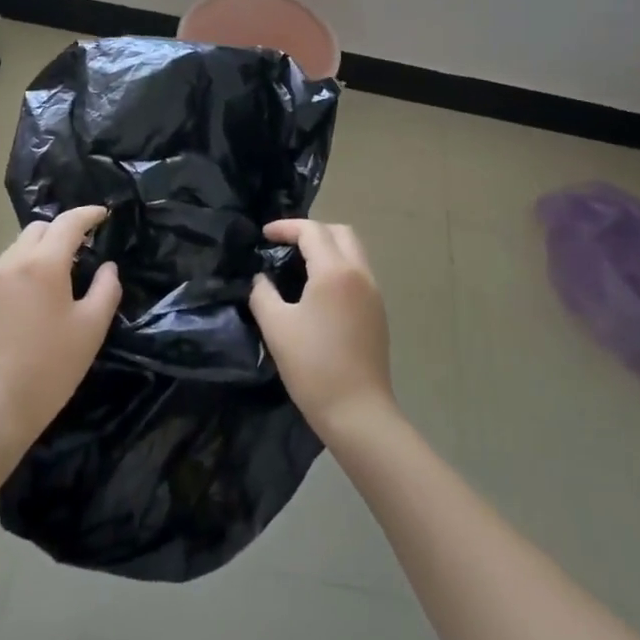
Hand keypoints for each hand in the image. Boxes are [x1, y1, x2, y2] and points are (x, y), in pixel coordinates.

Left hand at [0, 206, 120, 456]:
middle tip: (80, 249)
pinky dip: (11, 273)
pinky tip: (17, 296)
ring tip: (51, 276)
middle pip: (38, 230)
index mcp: (44, 263)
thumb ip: (106, 289)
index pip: (69, 222)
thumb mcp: (91, 329)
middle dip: (61, 231)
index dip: (88, 214)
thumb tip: (107, 267)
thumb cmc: (50, 369)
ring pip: (15, 249)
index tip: (103, 215)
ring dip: (36, 252)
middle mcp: (11, 262)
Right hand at [249, 220, 396, 446]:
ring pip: (353, 251)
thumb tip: (261, 278)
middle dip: (311, 231)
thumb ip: (262, 293)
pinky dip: (338, 267)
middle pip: (339, 232)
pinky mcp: (378, 312)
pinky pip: (358, 272)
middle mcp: (359, 273)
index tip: (264, 235)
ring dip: (327, 248)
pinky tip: (319, 290)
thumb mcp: (275, 327)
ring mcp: (373, 292)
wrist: (357, 412)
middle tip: (285, 245)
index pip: (312, 230)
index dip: (286, 227)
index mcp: (334, 271)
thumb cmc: (313, 367)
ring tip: (299, 265)